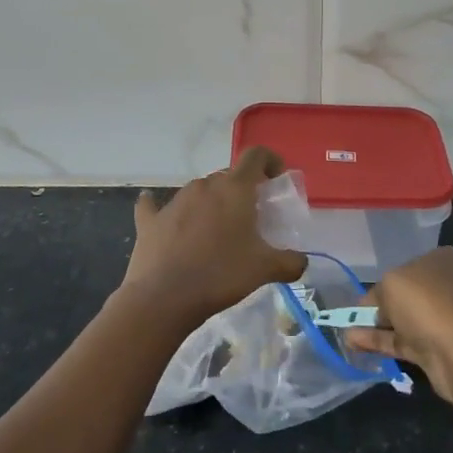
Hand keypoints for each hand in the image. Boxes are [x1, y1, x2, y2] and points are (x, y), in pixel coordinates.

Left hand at [123, 147, 306, 324]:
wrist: (164, 298)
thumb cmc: (221, 275)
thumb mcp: (264, 269)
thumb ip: (290, 262)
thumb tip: (301, 261)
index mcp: (234, 188)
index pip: (255, 155)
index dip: (269, 160)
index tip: (276, 178)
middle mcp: (204, 185)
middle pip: (228, 176)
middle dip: (241, 191)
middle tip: (250, 218)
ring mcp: (174, 201)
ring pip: (199, 192)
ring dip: (211, 204)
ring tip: (217, 233)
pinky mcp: (151, 220)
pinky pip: (156, 207)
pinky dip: (160, 208)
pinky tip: (158, 212)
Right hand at [346, 247, 452, 403]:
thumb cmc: (428, 302)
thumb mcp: (391, 283)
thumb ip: (377, 293)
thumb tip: (373, 308)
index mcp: (443, 260)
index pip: (408, 266)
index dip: (385, 281)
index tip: (366, 297)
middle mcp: (449, 286)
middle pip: (407, 295)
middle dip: (380, 307)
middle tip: (354, 318)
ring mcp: (448, 320)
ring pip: (406, 321)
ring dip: (377, 328)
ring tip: (347, 335)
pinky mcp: (442, 349)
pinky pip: (406, 342)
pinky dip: (383, 343)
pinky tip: (357, 346)